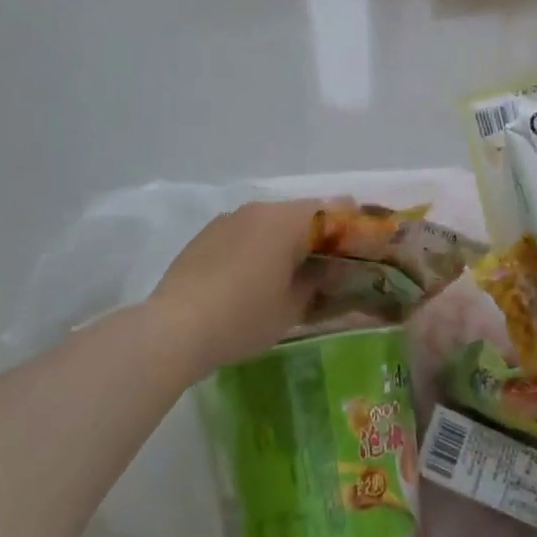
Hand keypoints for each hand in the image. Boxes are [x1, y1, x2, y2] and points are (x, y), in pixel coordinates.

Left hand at [148, 198, 340, 375]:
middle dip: (319, 234)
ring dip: (287, 239)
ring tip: (291, 272)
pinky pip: (246, 231)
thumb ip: (318, 280)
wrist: (174, 328)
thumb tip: (331, 267)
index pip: (333, 209)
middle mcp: (260, 209)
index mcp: (287, 220)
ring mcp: (230, 218)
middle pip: (302, 213)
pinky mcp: (208, 233)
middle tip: (330, 264)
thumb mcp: (292, 307)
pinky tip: (255, 275)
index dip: (352, 225)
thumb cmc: (243, 317)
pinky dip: (260, 245)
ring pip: (272, 221)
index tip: (362, 246)